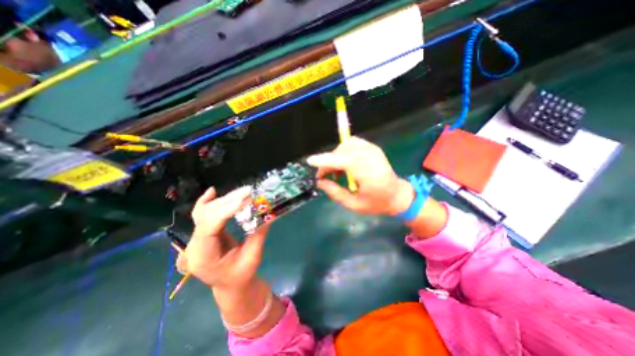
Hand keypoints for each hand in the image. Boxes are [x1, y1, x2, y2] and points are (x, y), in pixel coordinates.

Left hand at [175, 187, 270, 290]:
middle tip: (248, 191)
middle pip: (207, 216)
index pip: (209, 228)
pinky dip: (207, 201)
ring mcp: (196, 239)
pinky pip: (202, 214)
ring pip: (205, 212)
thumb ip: (258, 235)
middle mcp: (194, 245)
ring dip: (225, 200)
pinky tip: (212, 191)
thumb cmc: (241, 275)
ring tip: (243, 191)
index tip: (243, 200)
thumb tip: (269, 215)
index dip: (225, 212)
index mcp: (203, 257)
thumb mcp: (252, 258)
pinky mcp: (203, 233)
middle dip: (228, 201)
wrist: (229, 284)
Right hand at [307, 136, 417, 215]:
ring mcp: (372, 149)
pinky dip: (344, 152)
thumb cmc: (376, 203)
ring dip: (336, 156)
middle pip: (341, 152)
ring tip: (336, 171)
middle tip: (325, 177)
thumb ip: (335, 192)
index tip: (310, 161)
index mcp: (367, 172)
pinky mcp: (372, 148)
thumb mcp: (354, 204)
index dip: (324, 160)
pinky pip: (352, 144)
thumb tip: (319, 182)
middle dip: (328, 162)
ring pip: (345, 145)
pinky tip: (345, 164)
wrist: (397, 195)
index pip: (341, 161)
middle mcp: (369, 156)